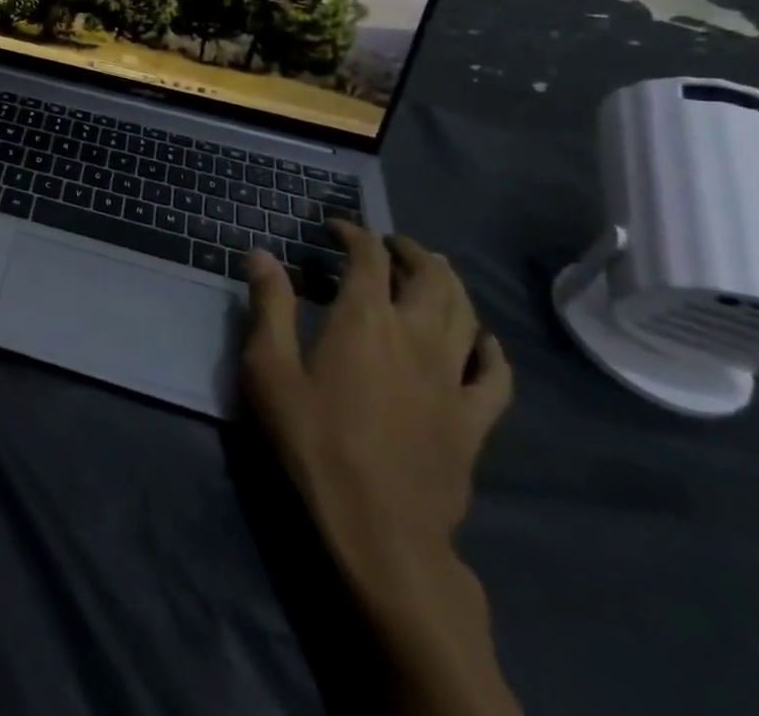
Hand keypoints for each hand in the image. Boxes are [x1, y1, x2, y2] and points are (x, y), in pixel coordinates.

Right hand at [241, 225, 511, 593]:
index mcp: (365, 319)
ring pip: (466, 315)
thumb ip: (270, 306)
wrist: (381, 529)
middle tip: (391, 243)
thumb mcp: (269, 369)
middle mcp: (415, 336)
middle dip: (411, 251)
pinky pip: (496, 376)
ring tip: (436, 272)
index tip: (336, 228)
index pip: (368, 257)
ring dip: (451, 284)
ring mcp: (452, 379)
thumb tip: (262, 254)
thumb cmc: (314, 441)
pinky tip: (484, 341)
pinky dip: (491, 349)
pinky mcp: (474, 421)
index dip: (354, 234)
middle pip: (430, 277)